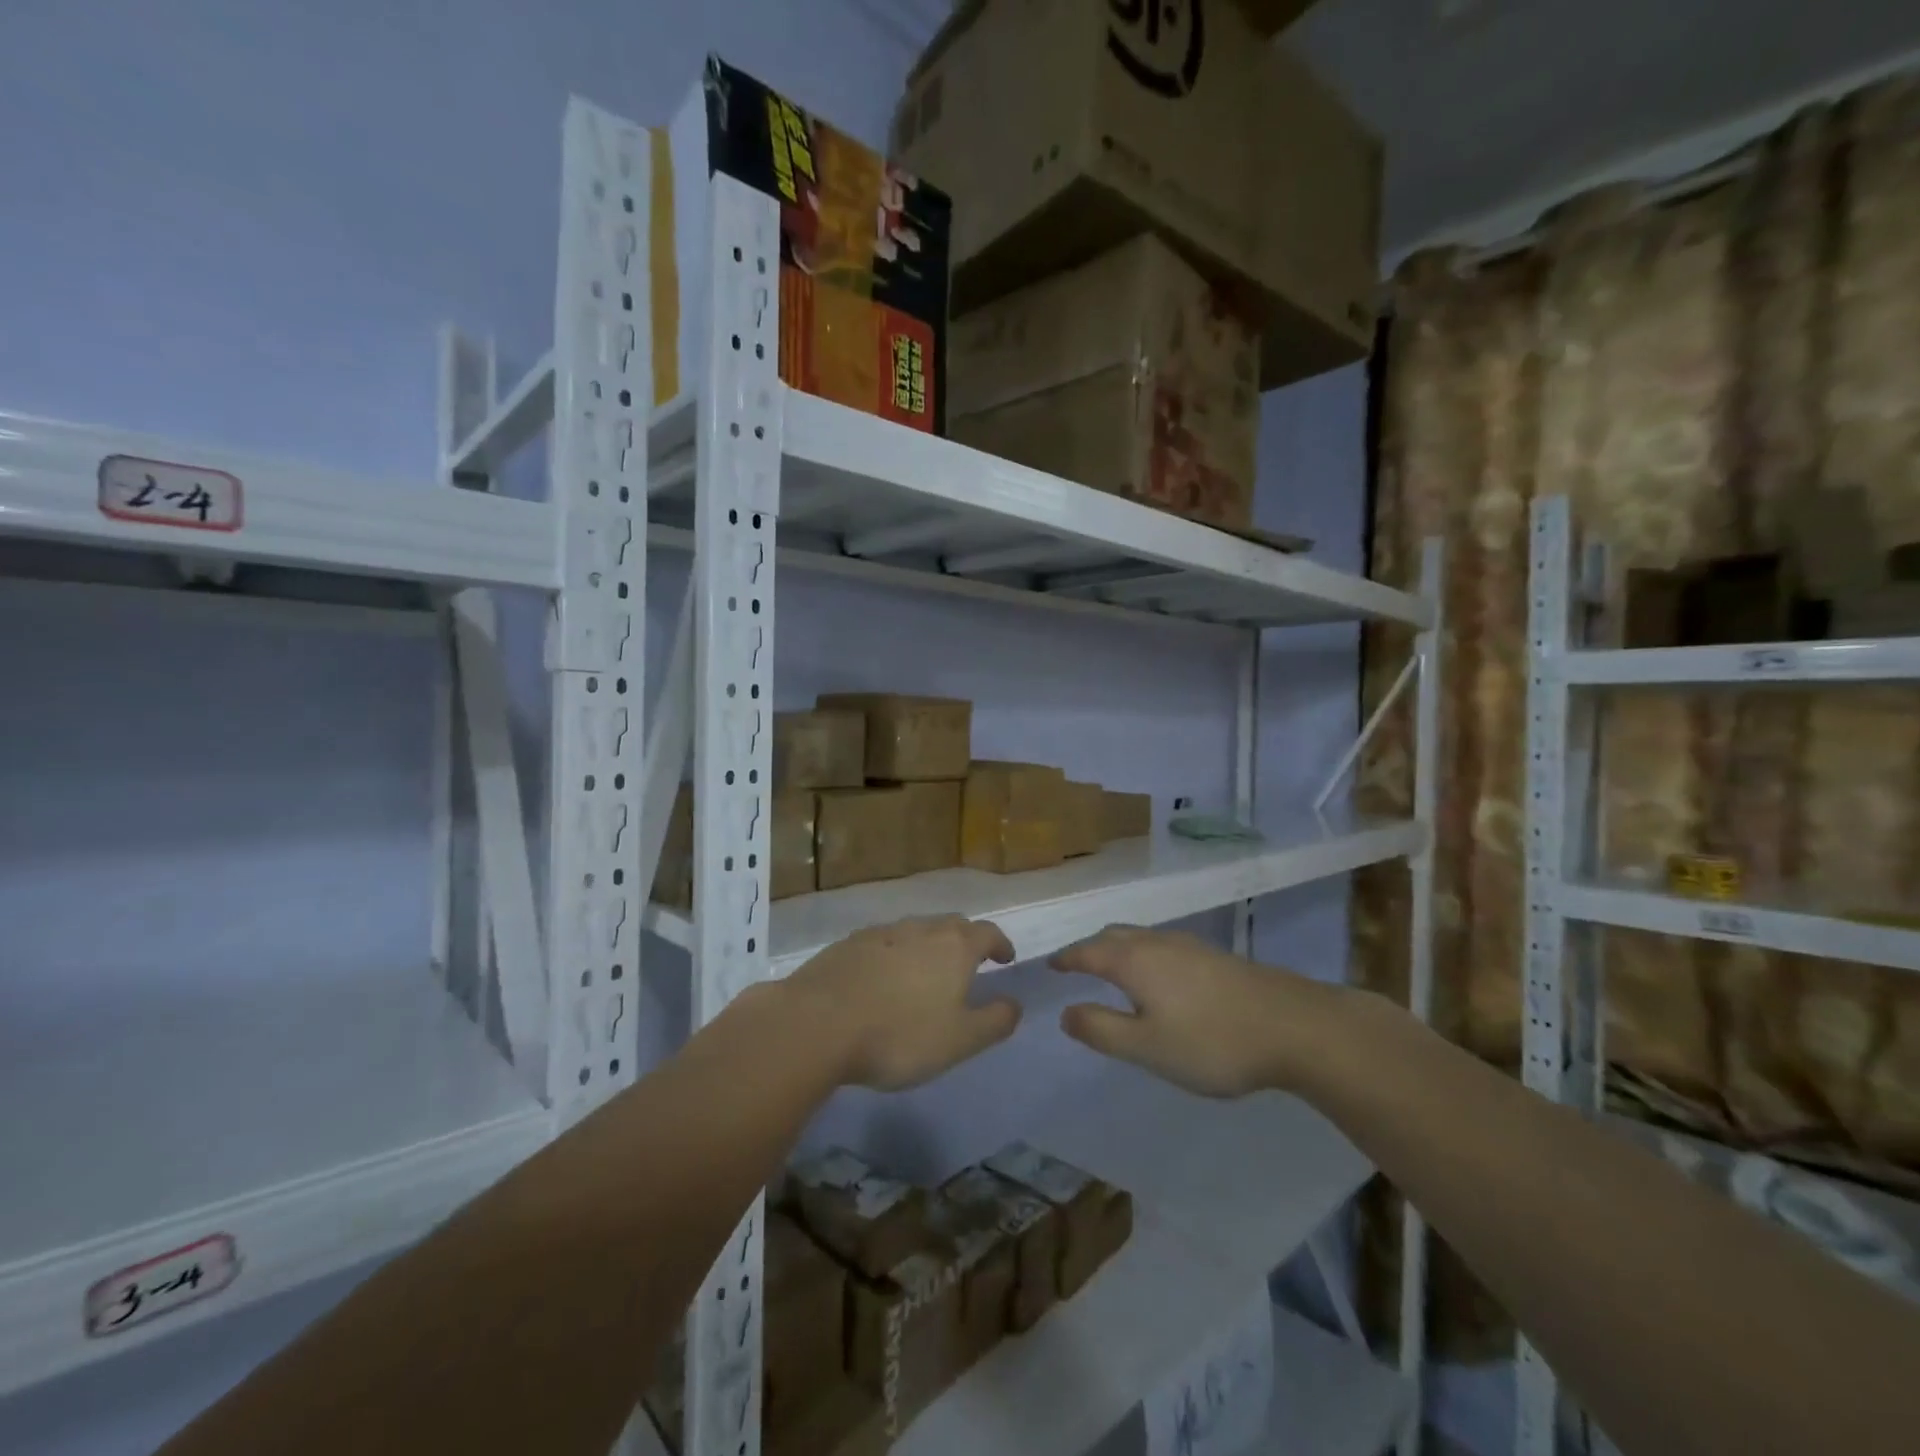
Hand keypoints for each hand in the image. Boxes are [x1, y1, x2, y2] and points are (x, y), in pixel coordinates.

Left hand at [785, 915, 1019, 1090]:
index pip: (987, 933)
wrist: (818, 1023)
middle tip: (969, 964)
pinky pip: (883, 942)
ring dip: (928, 945)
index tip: (1005, 958)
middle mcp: (920, 929)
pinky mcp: (848, 944)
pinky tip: (884, 977)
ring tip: (927, 972)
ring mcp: (881, 933)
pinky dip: (895, 954)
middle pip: (951, 925)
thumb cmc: (900, 1035)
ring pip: (915, 930)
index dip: (1000, 944)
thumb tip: (1015, 1004)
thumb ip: (994, 1021)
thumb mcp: (959, 1040)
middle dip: (966, 940)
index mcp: (954, 947)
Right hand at [1051, 926, 1354, 1097]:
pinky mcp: (1214, 955)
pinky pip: (1162, 944)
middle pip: (1112, 936)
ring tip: (1112, 968)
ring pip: (1139, 937)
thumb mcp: (1147, 1047)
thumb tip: (1065, 1012)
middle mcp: (1156, 942)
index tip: (1050, 965)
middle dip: (1090, 948)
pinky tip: (1159, 976)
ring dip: (1117, 947)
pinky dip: (1143, 953)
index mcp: (1132, 960)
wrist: (1294, 1026)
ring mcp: (1188, 945)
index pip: (1086, 952)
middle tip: (1076, 965)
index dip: (1066, 959)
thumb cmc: (1211, 1041)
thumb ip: (1101, 1029)